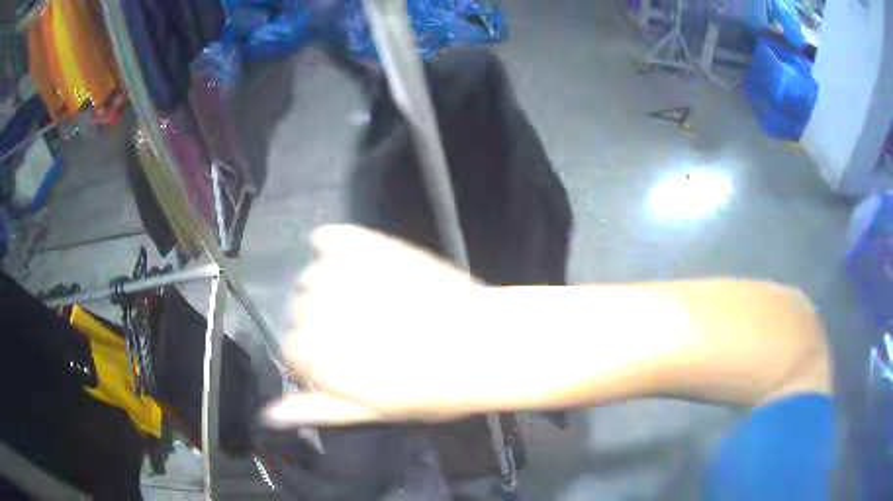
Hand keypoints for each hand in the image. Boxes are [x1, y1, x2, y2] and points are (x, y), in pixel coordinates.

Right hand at [264, 225, 496, 426]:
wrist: (487, 345)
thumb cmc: (433, 390)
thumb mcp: (371, 411)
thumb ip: (316, 409)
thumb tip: (270, 415)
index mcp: (319, 356)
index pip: (291, 349)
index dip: (314, 356)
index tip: (338, 359)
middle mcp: (322, 313)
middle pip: (296, 312)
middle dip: (319, 325)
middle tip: (360, 332)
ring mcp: (346, 276)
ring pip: (309, 277)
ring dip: (326, 289)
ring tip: (364, 302)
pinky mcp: (373, 248)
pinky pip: (333, 239)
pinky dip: (333, 246)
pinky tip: (348, 258)